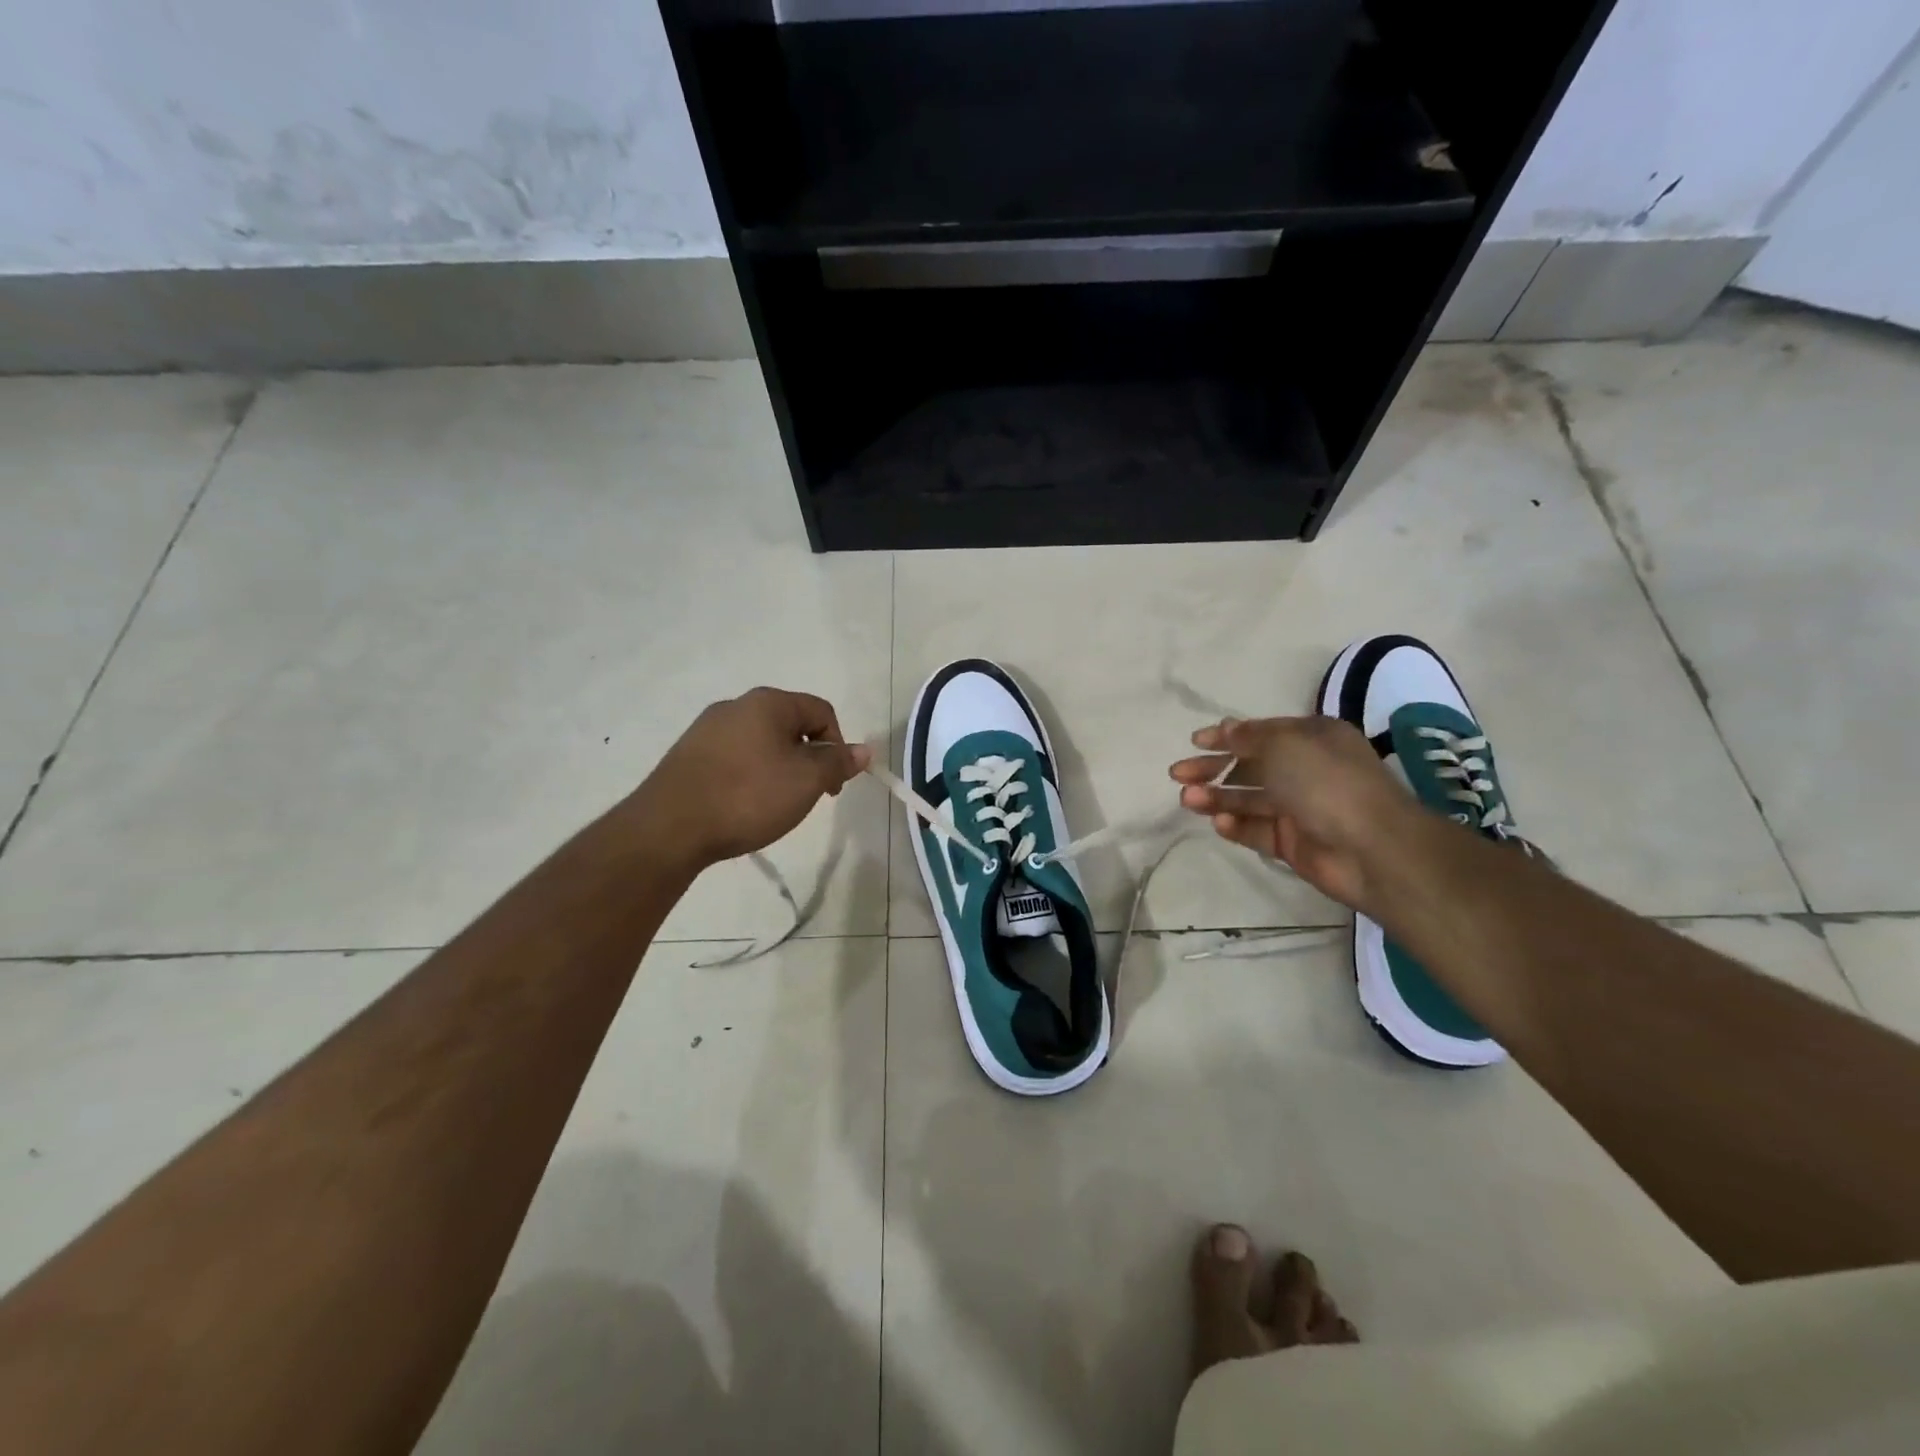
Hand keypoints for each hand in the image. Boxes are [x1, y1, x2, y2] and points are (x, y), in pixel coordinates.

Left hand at [637, 688, 871, 867]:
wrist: (669, 827)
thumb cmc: (748, 796)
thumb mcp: (806, 781)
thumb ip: (838, 762)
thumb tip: (864, 750)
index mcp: (768, 702)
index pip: (822, 711)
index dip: (838, 746)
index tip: (834, 785)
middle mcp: (736, 705)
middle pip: (791, 726)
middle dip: (808, 759)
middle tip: (808, 796)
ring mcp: (706, 729)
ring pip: (762, 743)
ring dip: (779, 769)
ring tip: (774, 805)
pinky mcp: (688, 755)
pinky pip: (734, 758)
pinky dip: (749, 776)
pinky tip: (742, 805)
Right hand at [1168, 715, 1421, 912]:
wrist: (1374, 849)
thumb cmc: (1327, 782)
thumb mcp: (1284, 745)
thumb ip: (1249, 738)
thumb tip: (1226, 728)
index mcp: (1312, 739)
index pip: (1261, 733)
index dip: (1226, 736)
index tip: (1195, 741)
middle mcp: (1305, 770)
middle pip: (1249, 766)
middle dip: (1212, 768)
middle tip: (1177, 774)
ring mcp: (1299, 808)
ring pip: (1248, 799)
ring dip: (1217, 797)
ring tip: (1187, 799)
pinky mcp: (1293, 842)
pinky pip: (1257, 830)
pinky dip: (1236, 825)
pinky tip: (1219, 823)